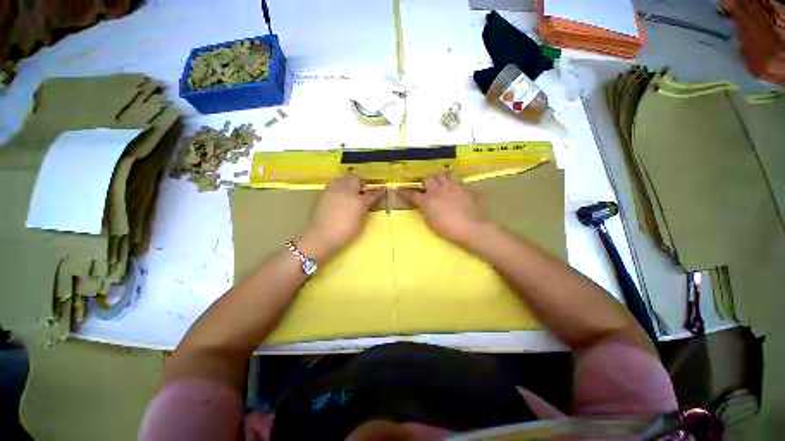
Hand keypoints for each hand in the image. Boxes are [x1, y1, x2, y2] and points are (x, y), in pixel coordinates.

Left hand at [299, 176, 385, 260]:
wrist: (320, 237)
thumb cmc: (343, 234)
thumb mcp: (359, 223)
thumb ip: (363, 210)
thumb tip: (365, 203)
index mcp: (358, 202)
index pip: (372, 194)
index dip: (379, 191)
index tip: (383, 188)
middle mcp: (347, 192)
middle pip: (356, 179)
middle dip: (361, 182)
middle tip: (363, 187)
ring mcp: (334, 191)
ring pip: (344, 178)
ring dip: (349, 180)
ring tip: (350, 187)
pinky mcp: (324, 192)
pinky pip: (334, 182)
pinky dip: (339, 184)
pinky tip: (339, 191)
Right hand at [397, 172, 488, 246]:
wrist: (470, 228)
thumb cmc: (448, 230)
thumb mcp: (431, 223)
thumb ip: (425, 212)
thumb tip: (423, 205)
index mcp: (427, 201)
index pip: (412, 194)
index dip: (405, 192)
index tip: (399, 189)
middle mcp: (437, 190)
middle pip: (428, 178)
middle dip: (426, 181)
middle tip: (427, 187)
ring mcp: (451, 186)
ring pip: (442, 173)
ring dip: (439, 177)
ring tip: (441, 183)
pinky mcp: (463, 187)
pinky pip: (455, 176)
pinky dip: (451, 179)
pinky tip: (452, 185)